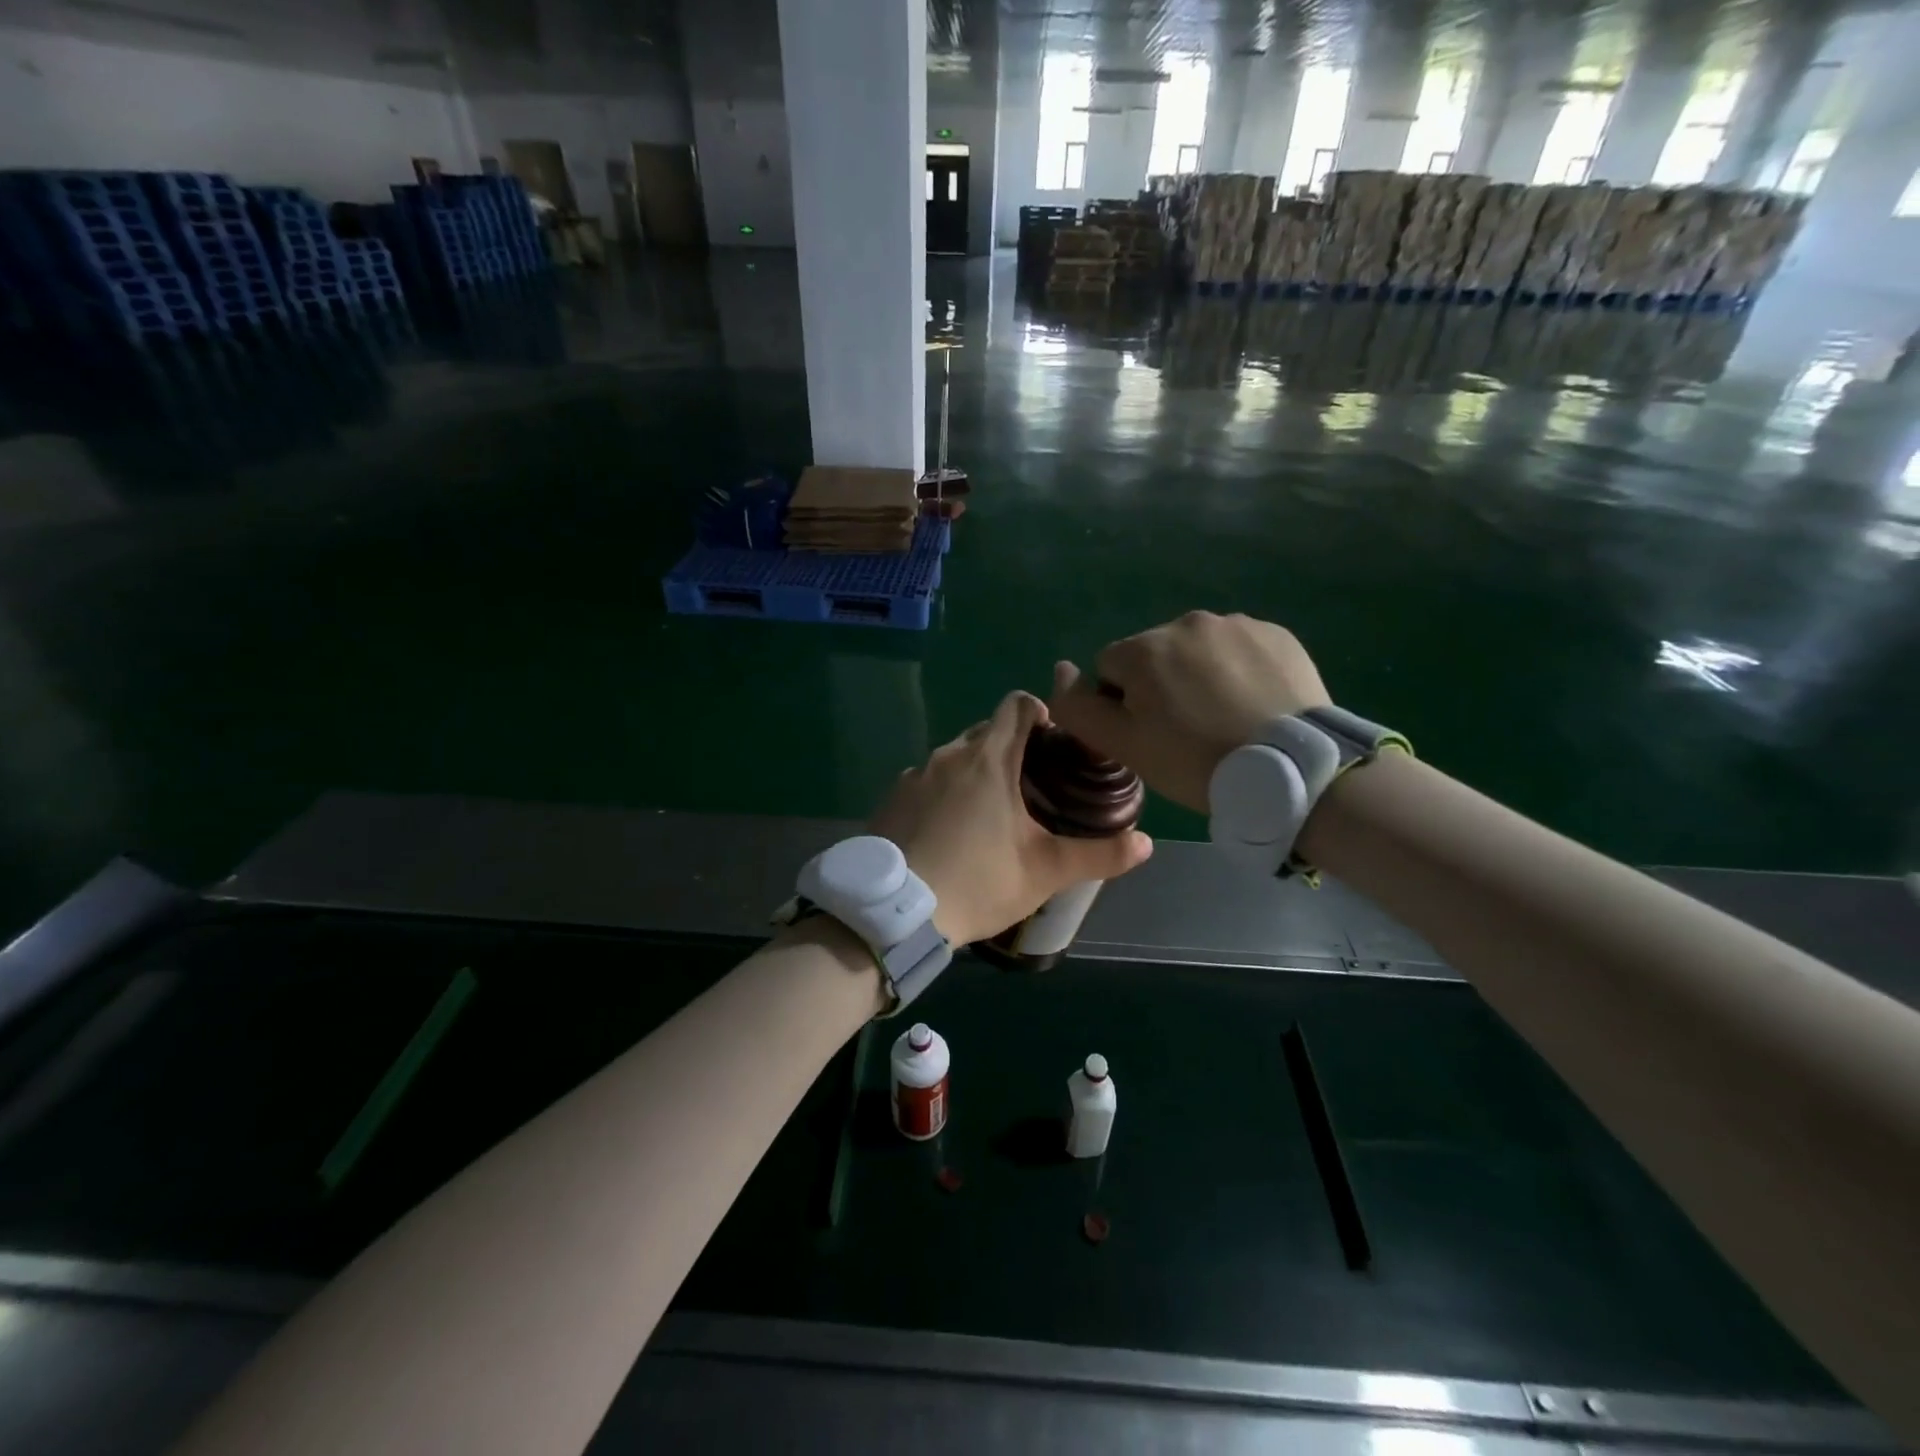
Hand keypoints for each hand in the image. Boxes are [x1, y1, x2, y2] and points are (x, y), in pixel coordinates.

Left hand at [870, 691, 1153, 945]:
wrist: (895, 913)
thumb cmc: (977, 881)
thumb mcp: (1045, 871)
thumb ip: (1098, 855)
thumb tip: (1146, 843)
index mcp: (989, 758)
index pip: (1017, 704)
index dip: (1040, 713)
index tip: (1054, 742)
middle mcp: (949, 754)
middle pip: (986, 731)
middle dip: (1011, 748)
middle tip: (1031, 787)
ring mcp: (914, 775)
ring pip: (953, 758)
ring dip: (974, 773)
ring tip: (988, 815)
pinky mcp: (890, 799)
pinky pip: (925, 782)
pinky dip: (942, 794)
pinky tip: (948, 833)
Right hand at [1049, 612, 1330, 812]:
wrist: (1291, 770)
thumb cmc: (1195, 762)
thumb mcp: (1124, 746)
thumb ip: (1078, 707)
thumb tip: (1061, 669)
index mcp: (1144, 648)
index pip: (1109, 669)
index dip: (1122, 705)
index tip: (1150, 736)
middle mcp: (1186, 622)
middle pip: (1154, 655)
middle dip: (1161, 685)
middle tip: (1187, 732)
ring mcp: (1236, 624)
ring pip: (1197, 650)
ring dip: (1199, 675)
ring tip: (1224, 718)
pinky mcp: (1275, 633)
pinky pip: (1239, 648)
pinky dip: (1238, 670)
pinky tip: (1253, 704)